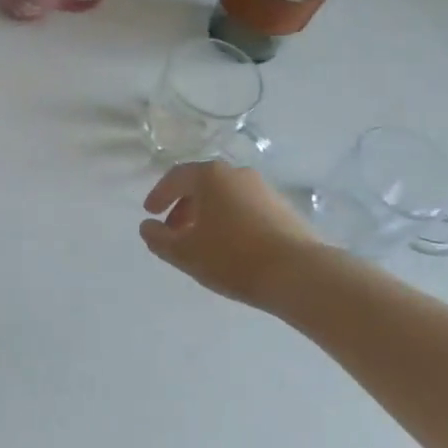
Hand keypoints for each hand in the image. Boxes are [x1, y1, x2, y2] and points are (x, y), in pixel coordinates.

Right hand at [140, 162, 322, 310]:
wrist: (299, 274)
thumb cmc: (233, 257)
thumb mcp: (185, 253)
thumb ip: (158, 239)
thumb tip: (147, 227)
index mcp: (210, 176)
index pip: (176, 177)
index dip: (159, 195)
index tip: (150, 213)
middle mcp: (237, 173)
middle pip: (201, 185)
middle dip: (183, 207)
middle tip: (173, 232)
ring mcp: (263, 189)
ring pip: (225, 197)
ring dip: (207, 215)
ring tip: (201, 243)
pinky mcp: (282, 208)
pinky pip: (245, 208)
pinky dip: (230, 221)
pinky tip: (230, 247)